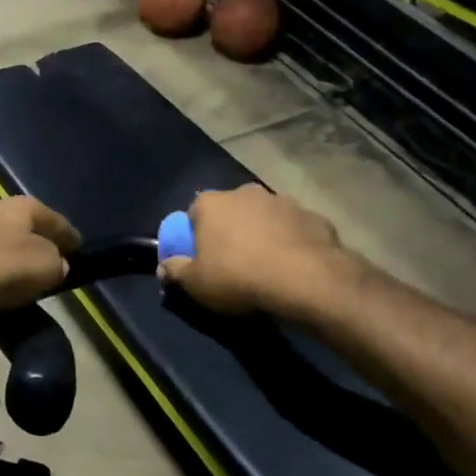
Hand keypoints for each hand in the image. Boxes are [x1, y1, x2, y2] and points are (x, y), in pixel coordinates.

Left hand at [0, 197, 81, 317]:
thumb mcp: (41, 268)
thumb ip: (56, 266)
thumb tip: (56, 265)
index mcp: (26, 208)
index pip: (58, 223)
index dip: (71, 240)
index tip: (79, 252)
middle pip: (22, 231)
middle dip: (32, 249)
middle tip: (41, 275)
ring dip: (0, 265)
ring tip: (7, 293)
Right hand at [158, 184, 349, 316]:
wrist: (305, 279)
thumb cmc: (238, 277)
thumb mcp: (195, 283)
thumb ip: (175, 271)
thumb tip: (163, 267)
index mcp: (212, 203)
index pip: (194, 213)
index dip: (196, 237)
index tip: (202, 259)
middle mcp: (246, 192)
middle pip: (231, 211)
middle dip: (231, 231)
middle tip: (234, 263)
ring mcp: (283, 201)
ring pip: (265, 217)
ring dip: (263, 234)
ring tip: (267, 266)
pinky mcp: (313, 216)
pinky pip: (295, 229)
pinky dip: (292, 242)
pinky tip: (295, 266)